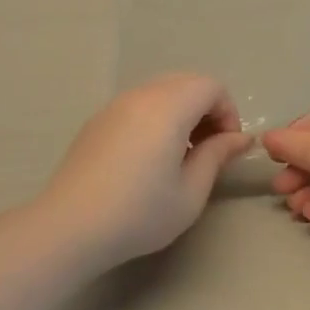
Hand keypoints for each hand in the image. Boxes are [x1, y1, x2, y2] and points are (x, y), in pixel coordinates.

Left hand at [37, 74, 250, 269]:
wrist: (69, 227)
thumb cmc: (139, 212)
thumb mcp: (190, 192)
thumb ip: (217, 156)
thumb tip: (240, 138)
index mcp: (169, 106)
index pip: (211, 86)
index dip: (228, 112)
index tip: (226, 148)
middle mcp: (142, 95)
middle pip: (187, 83)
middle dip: (207, 109)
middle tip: (208, 150)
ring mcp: (115, 105)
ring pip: (161, 91)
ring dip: (181, 113)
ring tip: (179, 156)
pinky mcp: (98, 120)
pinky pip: (138, 104)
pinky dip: (156, 117)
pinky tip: (148, 159)